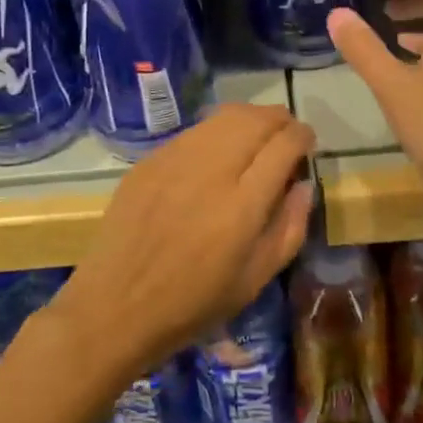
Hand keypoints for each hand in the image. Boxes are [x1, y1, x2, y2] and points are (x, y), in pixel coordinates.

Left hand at [49, 104, 315, 387]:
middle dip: (279, 119)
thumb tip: (303, 184)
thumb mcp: (255, 279)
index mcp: (242, 206)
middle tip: (286, 133)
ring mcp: (176, 160)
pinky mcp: (150, 160)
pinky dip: (217, 131)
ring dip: (249, 118)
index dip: (302, 136)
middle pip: (255, 120)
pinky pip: (194, 131)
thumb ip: (289, 228)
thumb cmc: (193, 304)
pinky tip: (218, 150)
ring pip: (223, 117)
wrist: (116, 305)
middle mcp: (211, 171)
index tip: (306, 142)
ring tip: (256, 135)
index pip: (284, 146)